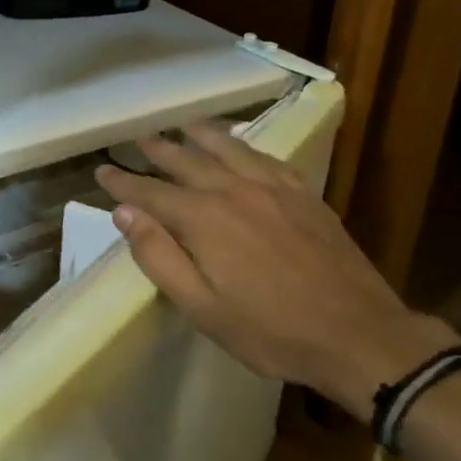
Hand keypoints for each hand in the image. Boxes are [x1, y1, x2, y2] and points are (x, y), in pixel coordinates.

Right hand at [95, 123, 460, 420]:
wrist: (358, 334)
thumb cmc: (271, 331)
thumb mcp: (201, 307)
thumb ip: (158, 257)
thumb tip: (124, 213)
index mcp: (203, 219)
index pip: (150, 192)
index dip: (123, 181)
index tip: (102, 170)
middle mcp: (233, 190)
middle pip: (186, 160)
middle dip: (158, 150)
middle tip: (139, 139)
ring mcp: (273, 187)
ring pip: (227, 148)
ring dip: (200, 135)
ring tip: (183, 125)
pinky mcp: (303, 193)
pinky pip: (265, 156)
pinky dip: (243, 145)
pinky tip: (240, 146)